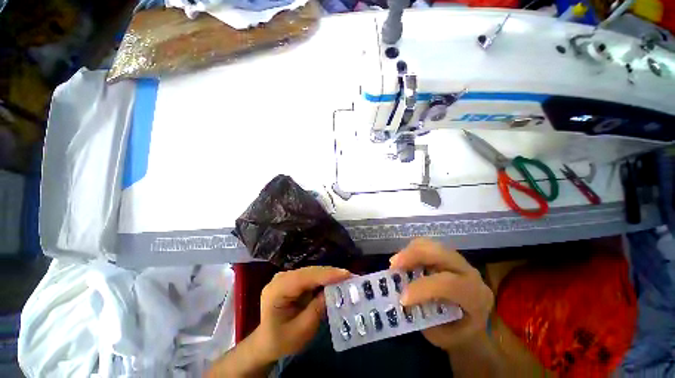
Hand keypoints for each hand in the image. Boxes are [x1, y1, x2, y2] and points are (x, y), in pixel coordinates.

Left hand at [252, 266, 351, 362]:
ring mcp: (286, 277)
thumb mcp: (301, 331)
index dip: (325, 274)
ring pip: (311, 271)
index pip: (303, 278)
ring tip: (346, 277)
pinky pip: (310, 275)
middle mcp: (280, 278)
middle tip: (350, 276)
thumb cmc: (282, 340)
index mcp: (276, 291)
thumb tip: (333, 290)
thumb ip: (317, 309)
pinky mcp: (292, 279)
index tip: (345, 274)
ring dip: (328, 274)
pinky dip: (323, 278)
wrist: (267, 342)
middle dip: (330, 273)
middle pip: (308, 272)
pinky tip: (334, 280)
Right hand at [390, 238, 493, 351]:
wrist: (474, 323)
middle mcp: (468, 272)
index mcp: (475, 296)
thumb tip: (401, 299)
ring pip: (431, 245)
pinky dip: (411, 250)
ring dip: (409, 251)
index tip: (402, 298)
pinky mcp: (445, 255)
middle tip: (393, 265)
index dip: (422, 288)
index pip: (448, 284)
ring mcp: (457, 260)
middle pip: (439, 253)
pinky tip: (403, 262)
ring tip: (395, 264)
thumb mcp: (444, 336)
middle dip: (412, 255)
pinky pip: (426, 245)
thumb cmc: (459, 333)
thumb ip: (424, 319)